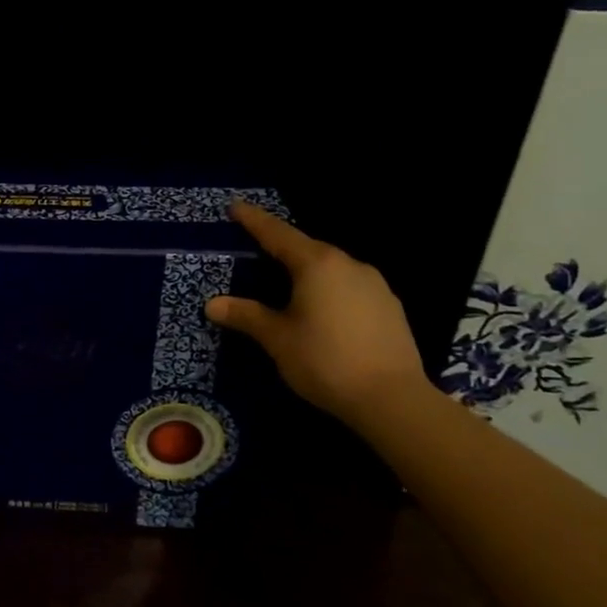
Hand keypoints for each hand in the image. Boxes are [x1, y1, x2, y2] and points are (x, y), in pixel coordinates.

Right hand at [206, 201, 430, 420]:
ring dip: (308, 270)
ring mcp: (375, 284)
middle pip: (307, 248)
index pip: (277, 234)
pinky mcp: (390, 307)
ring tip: (289, 283)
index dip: (254, 220)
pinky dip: (330, 288)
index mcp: (316, 264)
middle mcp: (348, 264)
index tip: (236, 206)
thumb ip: (246, 316)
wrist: (393, 399)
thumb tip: (213, 304)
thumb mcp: (277, 339)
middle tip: (257, 248)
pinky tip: (324, 309)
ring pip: (331, 267)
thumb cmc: (326, 361)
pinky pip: (350, 286)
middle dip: (281, 247)